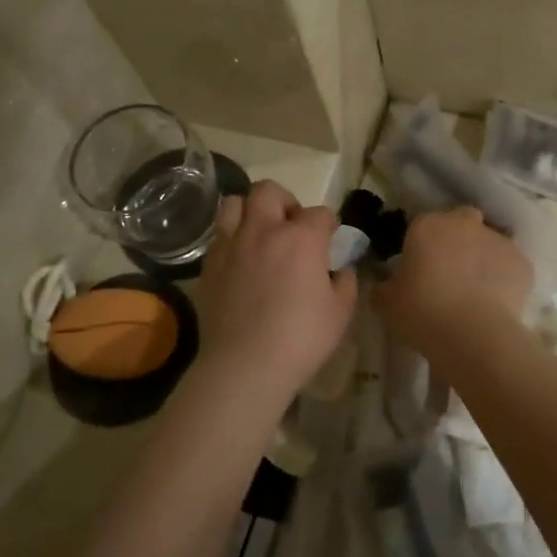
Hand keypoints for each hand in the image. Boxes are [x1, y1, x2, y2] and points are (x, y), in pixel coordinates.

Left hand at [196, 181, 356, 405]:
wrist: (244, 365)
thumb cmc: (300, 339)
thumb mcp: (340, 313)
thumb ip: (346, 282)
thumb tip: (341, 269)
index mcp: (301, 238)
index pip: (320, 213)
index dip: (328, 224)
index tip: (330, 238)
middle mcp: (264, 230)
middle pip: (269, 191)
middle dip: (285, 201)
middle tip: (291, 227)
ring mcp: (231, 244)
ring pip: (234, 202)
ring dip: (250, 210)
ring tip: (260, 233)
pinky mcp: (209, 263)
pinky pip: (218, 234)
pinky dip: (232, 237)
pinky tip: (241, 259)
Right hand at [373, 208, 532, 360]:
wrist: (473, 335)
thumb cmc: (422, 313)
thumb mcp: (387, 303)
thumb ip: (384, 287)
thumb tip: (384, 285)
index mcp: (427, 226)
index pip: (421, 225)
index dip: (420, 246)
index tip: (418, 269)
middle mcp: (464, 224)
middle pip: (461, 222)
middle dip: (457, 239)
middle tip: (450, 271)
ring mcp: (497, 240)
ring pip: (488, 242)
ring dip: (482, 257)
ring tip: (476, 291)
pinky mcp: (522, 262)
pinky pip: (510, 265)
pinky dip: (505, 277)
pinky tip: (497, 302)